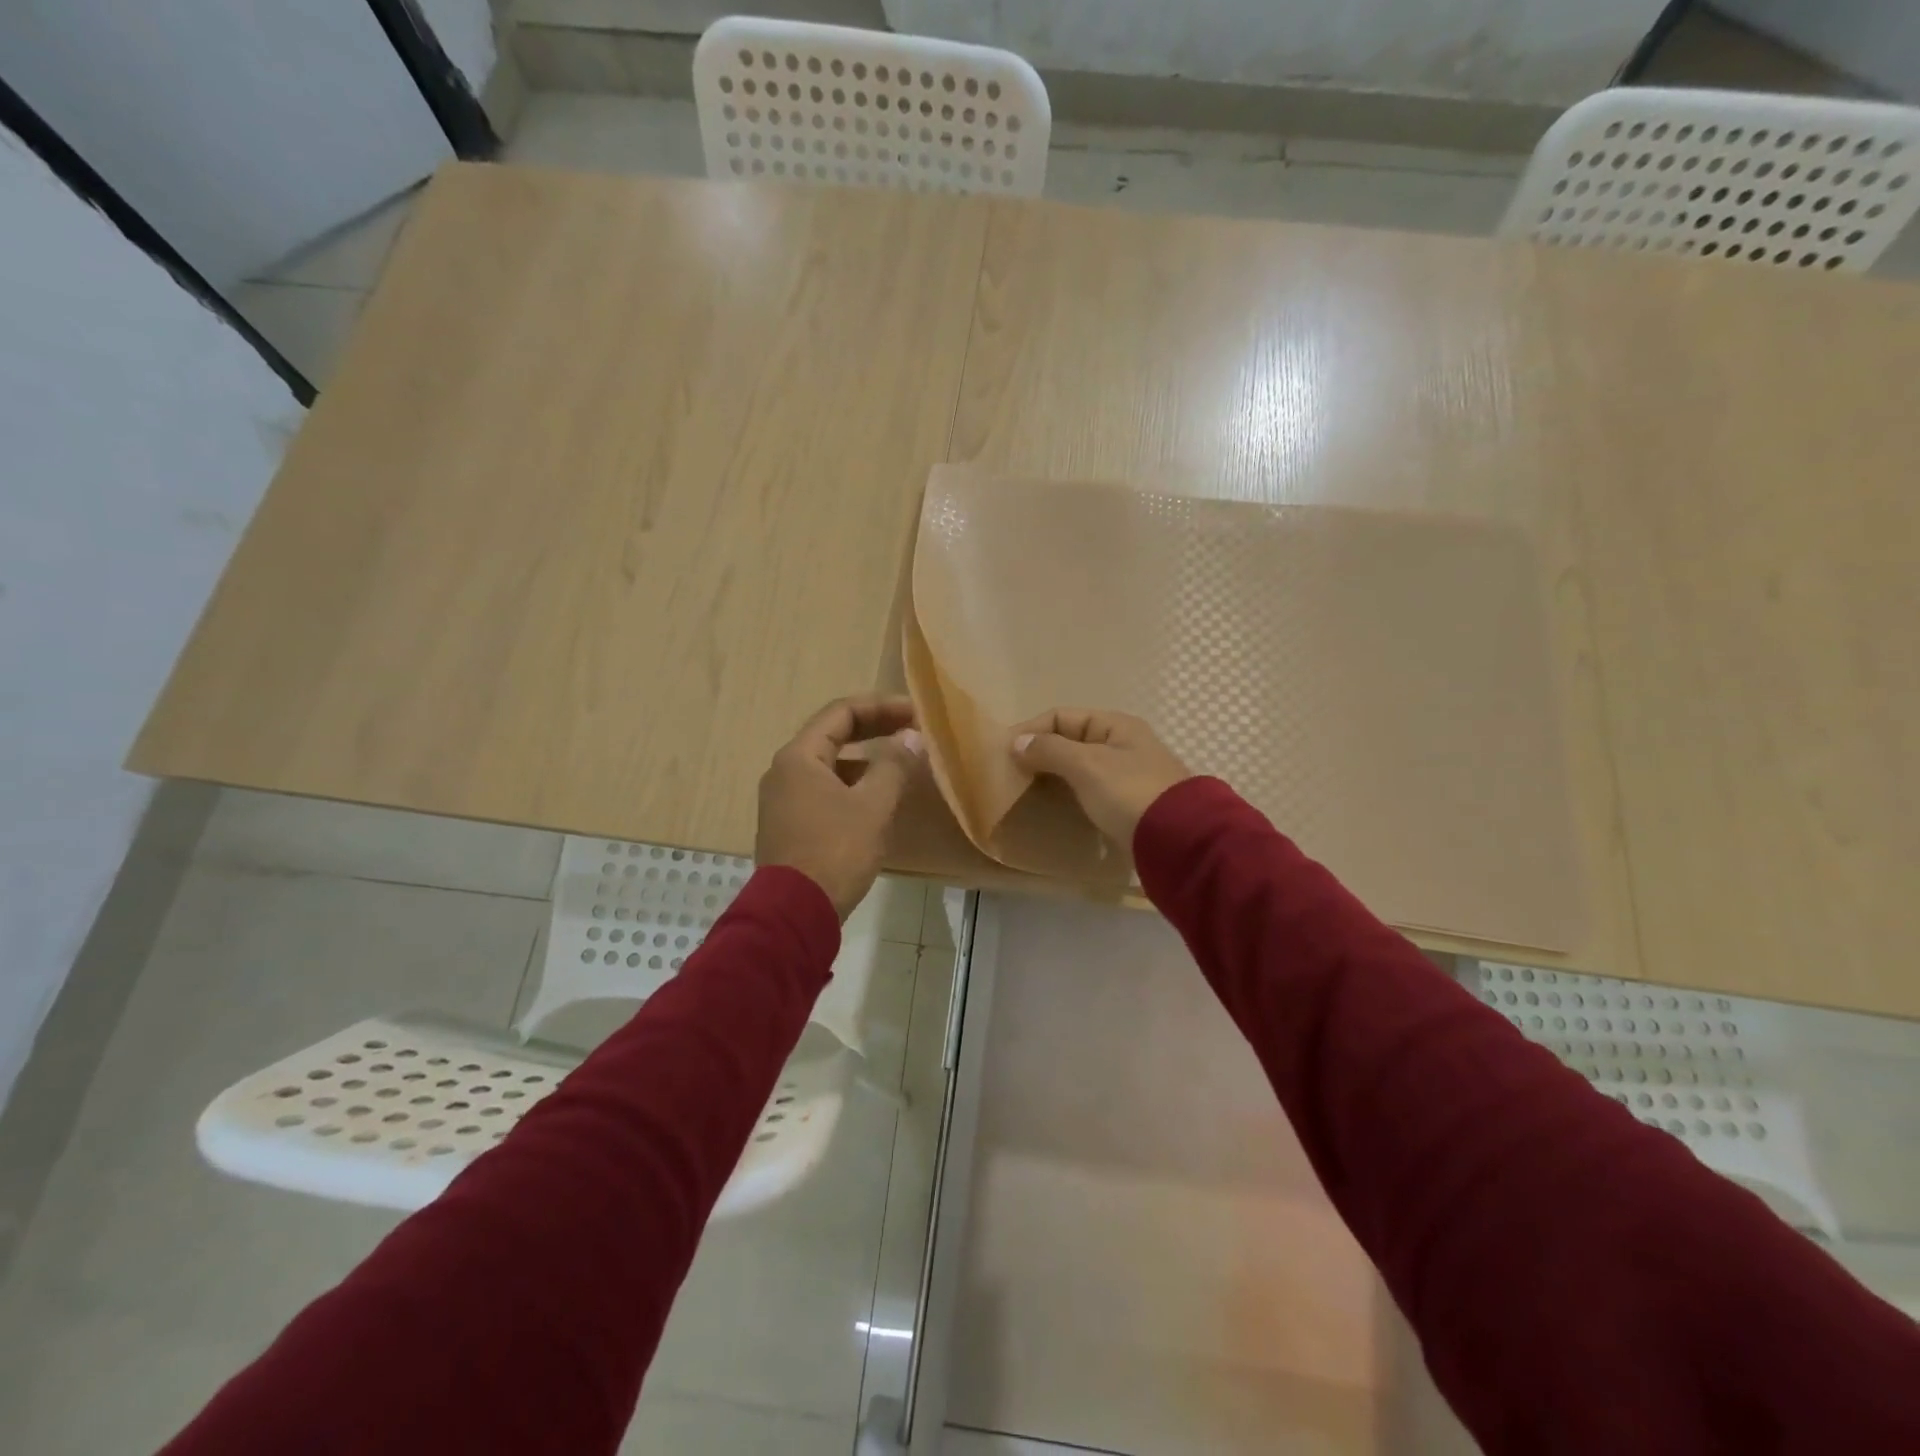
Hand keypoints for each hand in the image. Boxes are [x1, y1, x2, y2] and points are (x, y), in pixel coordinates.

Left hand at [756, 696, 922, 919]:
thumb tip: (911, 737)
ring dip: (865, 760)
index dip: (881, 706)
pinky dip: (852, 786)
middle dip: (875, 729)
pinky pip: (824, 791)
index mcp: (799, 757)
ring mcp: (783, 801)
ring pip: (829, 766)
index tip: (915, 712)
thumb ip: (893, 766)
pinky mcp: (789, 826)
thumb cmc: (835, 852)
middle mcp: (784, 772)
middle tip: (912, 730)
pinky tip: (877, 800)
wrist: (794, 914)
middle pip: (832, 736)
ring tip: (900, 765)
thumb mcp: (872, 806)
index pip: (841, 713)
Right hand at [1010, 708, 1191, 847]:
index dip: (1031, 730)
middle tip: (1009, 774)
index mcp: (1115, 725)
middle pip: (1070, 741)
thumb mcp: (1086, 765)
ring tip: (1025, 792)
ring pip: (1079, 768)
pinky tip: (1053, 807)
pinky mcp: (1129, 805)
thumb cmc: (1129, 793)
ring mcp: (1128, 776)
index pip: (1061, 716)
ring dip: (1053, 776)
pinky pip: (1089, 791)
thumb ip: (1050, 750)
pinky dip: (1069, 794)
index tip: (1003, 752)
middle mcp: (1123, 744)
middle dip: (1039, 754)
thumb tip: (1017, 742)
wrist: (1179, 840)